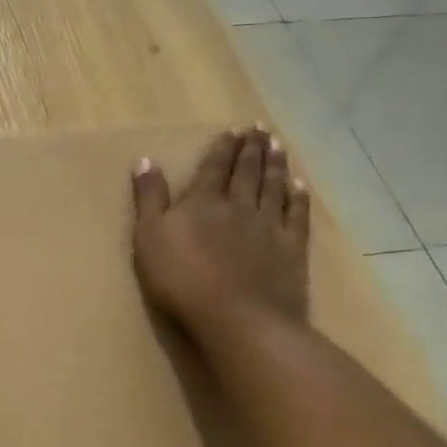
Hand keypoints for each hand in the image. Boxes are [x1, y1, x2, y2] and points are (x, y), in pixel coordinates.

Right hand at [131, 127, 310, 335]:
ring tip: (278, 146)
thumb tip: (146, 160)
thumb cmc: (182, 280)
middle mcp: (239, 205)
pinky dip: (299, 197)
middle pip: (247, 171)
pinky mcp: (292, 249)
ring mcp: (269, 226)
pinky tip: (300, 185)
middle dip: (252, 148)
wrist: (238, 318)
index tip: (233, 130)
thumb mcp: (149, 238)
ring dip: (276, 164)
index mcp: (203, 202)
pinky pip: (297, 215)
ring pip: (273, 187)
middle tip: (260, 128)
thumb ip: (149, 199)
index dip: (223, 148)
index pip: (215, 167)